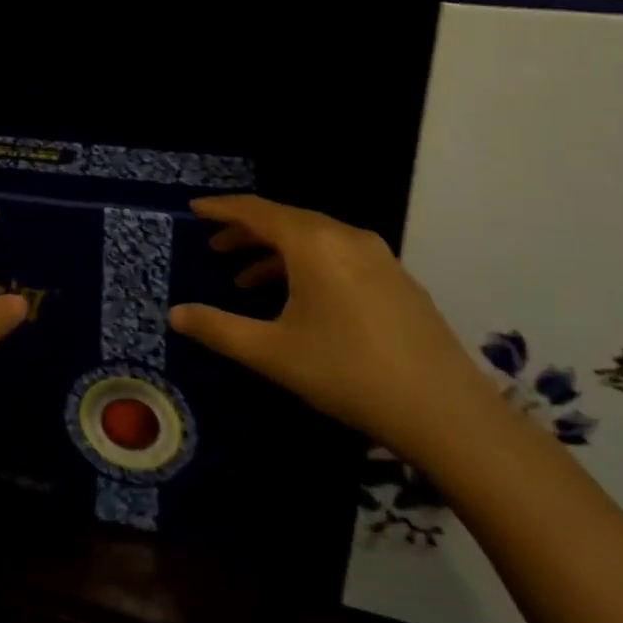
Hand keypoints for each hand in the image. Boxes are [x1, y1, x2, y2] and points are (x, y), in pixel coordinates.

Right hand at [171, 195, 488, 455]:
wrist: (446, 412)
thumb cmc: (347, 372)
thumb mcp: (272, 352)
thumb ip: (218, 328)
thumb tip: (175, 313)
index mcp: (313, 243)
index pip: (256, 211)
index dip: (222, 209)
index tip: (195, 210)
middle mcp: (346, 237)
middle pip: (285, 221)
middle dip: (246, 233)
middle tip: (215, 249)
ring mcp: (378, 257)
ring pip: (314, 240)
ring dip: (275, 253)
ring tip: (246, 282)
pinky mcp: (397, 280)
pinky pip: (338, 256)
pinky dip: (306, 266)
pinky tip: (299, 300)